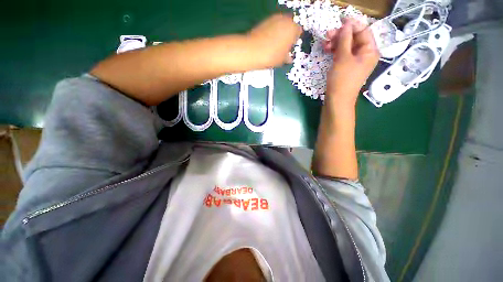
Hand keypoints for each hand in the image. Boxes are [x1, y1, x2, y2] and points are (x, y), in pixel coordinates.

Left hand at [247, 14, 301, 67]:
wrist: (252, 51)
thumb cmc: (270, 56)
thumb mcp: (282, 60)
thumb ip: (287, 57)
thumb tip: (289, 58)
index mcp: (293, 29)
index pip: (298, 32)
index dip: (294, 41)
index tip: (290, 48)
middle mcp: (285, 20)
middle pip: (290, 26)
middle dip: (287, 35)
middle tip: (283, 47)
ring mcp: (274, 19)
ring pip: (281, 25)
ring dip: (280, 33)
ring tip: (274, 45)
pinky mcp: (264, 21)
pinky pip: (272, 26)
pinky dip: (272, 32)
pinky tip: (268, 42)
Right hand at [323, 18, 379, 105]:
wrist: (337, 100)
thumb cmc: (342, 80)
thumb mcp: (343, 58)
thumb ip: (345, 39)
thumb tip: (346, 24)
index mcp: (370, 50)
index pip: (363, 31)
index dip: (352, 24)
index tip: (339, 20)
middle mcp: (364, 54)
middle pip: (354, 38)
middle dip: (341, 34)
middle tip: (328, 34)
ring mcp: (355, 61)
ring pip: (346, 45)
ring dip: (336, 42)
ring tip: (325, 43)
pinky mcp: (346, 67)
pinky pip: (342, 54)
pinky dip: (335, 51)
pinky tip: (327, 50)